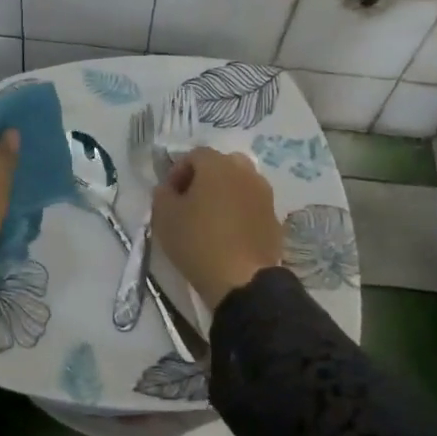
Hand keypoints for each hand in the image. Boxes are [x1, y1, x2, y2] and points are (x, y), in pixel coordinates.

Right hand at [151, 146, 282, 310]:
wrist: (242, 280)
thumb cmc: (198, 242)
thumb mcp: (163, 216)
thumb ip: (162, 193)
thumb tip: (169, 188)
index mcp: (217, 165)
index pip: (194, 155)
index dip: (178, 172)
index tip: (169, 195)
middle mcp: (245, 172)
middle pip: (221, 165)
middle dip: (204, 179)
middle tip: (190, 202)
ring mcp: (264, 195)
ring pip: (240, 183)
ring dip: (224, 194)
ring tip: (210, 219)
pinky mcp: (274, 218)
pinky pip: (252, 205)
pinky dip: (239, 212)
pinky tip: (228, 234)